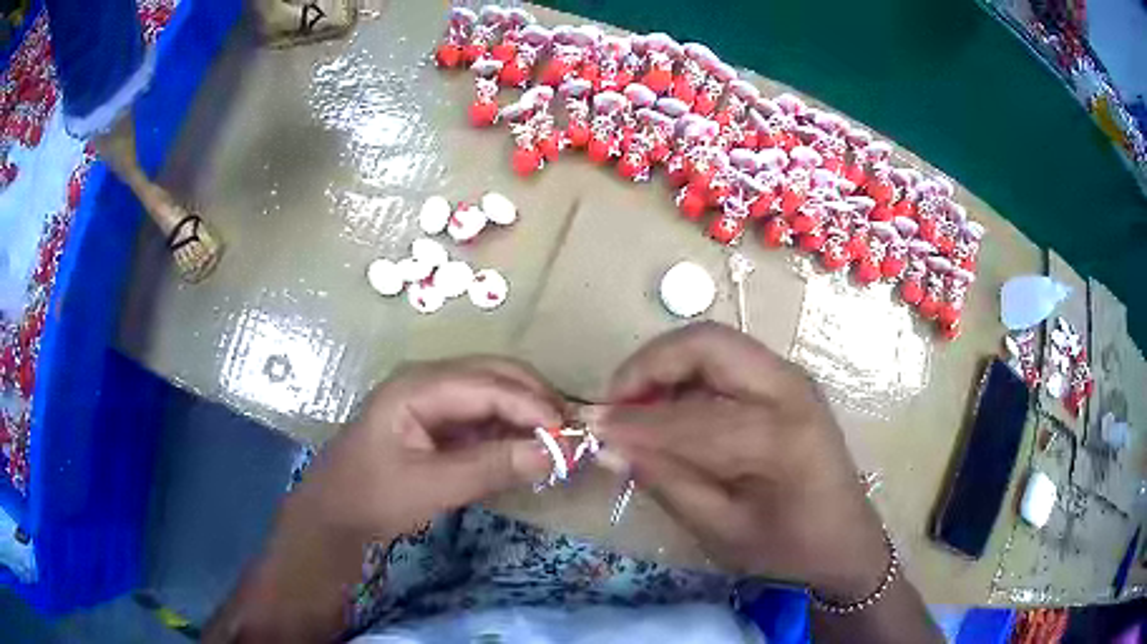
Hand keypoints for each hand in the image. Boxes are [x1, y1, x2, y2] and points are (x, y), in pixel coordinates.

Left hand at [205, 358, 560, 642]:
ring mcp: (433, 399)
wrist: (333, 514)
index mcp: (419, 385)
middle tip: (572, 436)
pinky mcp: (437, 421)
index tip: (570, 437)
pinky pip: (484, 416)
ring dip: (527, 415)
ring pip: (494, 393)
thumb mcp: (432, 485)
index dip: (534, 407)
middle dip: (537, 401)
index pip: (490, 385)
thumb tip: (557, 452)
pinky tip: (529, 450)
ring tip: (558, 444)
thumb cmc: (373, 496)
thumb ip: (493, 466)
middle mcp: (429, 380)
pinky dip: (511, 430)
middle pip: (496, 376)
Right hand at [598, 322, 887, 599]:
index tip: (589, 428)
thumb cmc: (788, 548)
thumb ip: (666, 482)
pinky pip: (727, 358)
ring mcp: (792, 378)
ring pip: (714, 343)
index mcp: (779, 438)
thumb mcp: (721, 531)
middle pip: (705, 344)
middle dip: (647, 366)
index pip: (688, 418)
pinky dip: (688, 372)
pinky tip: (671, 406)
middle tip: (613, 403)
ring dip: (666, 365)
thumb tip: (609, 446)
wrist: (846, 539)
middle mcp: (790, 390)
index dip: (631, 422)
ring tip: (635, 406)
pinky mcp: (787, 381)